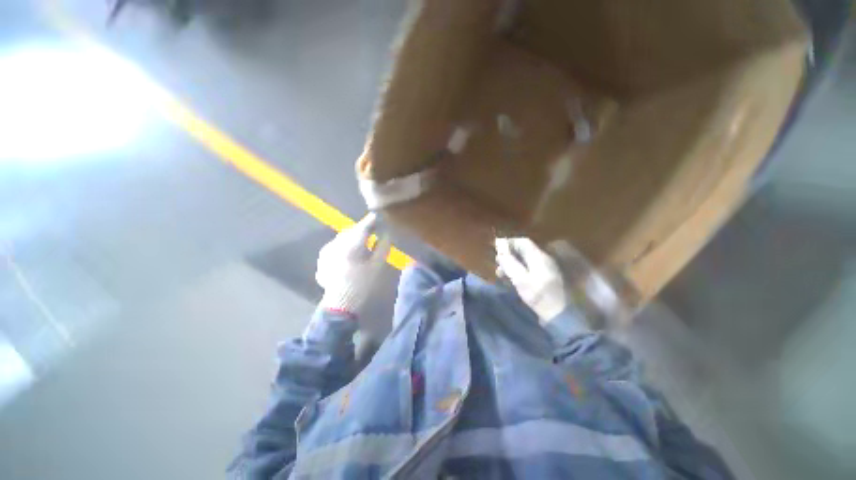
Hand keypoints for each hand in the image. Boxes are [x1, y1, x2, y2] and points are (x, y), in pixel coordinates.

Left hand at [316, 214, 390, 314]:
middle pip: (352, 230)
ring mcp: (327, 251)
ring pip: (343, 237)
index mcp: (351, 245)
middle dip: (363, 228)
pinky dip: (346, 244)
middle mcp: (336, 244)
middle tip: (374, 229)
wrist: (340, 305)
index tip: (380, 215)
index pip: (363, 226)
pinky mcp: (323, 258)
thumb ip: (382, 246)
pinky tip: (351, 251)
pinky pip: (337, 245)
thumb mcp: (377, 266)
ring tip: (364, 239)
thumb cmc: (362, 285)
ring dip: (354, 236)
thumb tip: (386, 233)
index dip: (372, 220)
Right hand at [495, 237, 567, 321]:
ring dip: (511, 264)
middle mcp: (543, 259)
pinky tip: (510, 280)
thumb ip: (509, 261)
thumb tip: (499, 243)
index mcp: (539, 256)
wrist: (560, 316)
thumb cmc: (539, 296)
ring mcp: (545, 270)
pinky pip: (528, 270)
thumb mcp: (520, 278)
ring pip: (524, 261)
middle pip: (523, 251)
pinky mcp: (544, 280)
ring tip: (501, 274)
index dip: (508, 243)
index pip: (522, 242)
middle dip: (508, 255)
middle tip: (497, 264)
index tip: (495, 249)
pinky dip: (517, 272)